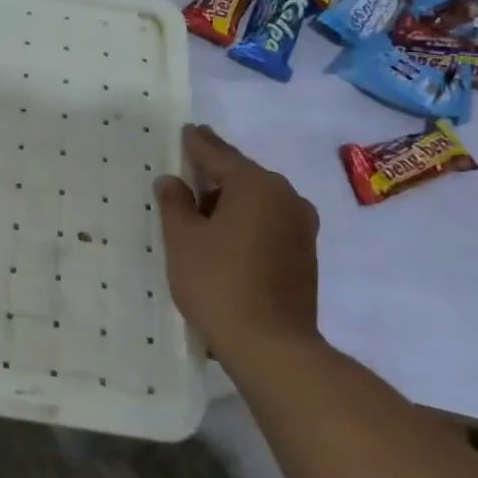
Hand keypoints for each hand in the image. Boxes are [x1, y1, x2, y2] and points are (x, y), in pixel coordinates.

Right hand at [154, 124, 320, 361]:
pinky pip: (268, 220)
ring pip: (257, 199)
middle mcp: (286, 197)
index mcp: (257, 186)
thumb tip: (172, 181)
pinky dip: (245, 219)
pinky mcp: (304, 253)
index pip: (218, 154)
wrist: (272, 347)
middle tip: (187, 166)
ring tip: (200, 203)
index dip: (197, 143)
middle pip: (242, 174)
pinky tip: (223, 232)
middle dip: (214, 171)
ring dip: (229, 198)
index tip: (186, 130)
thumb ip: (175, 203)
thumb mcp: (182, 239)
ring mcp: (301, 226)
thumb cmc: (218, 283)